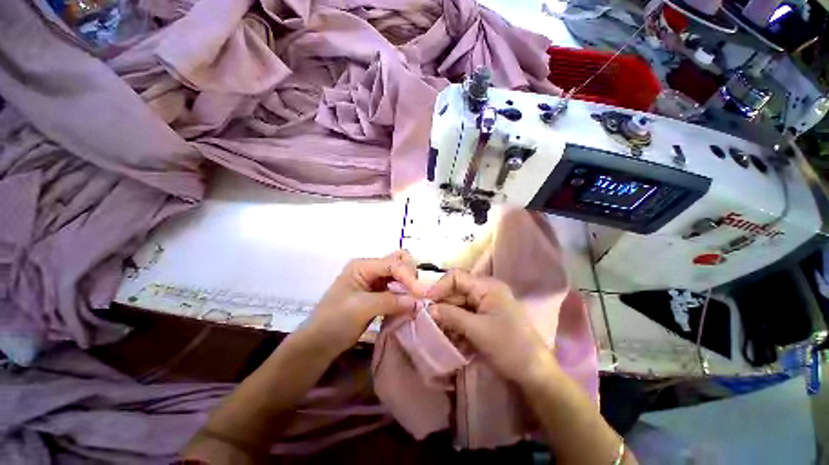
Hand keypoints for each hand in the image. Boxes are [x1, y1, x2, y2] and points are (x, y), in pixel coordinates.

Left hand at [306, 251, 423, 357]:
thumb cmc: (334, 322)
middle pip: (398, 263)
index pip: (392, 264)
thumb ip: (391, 301)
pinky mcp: (377, 293)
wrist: (319, 344)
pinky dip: (405, 294)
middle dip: (410, 276)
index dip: (408, 276)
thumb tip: (418, 302)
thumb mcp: (361, 309)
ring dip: (409, 285)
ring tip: (417, 300)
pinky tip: (409, 304)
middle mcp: (370, 269)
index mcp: (362, 266)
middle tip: (419, 294)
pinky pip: (396, 288)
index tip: (421, 293)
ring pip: (399, 275)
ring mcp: (374, 281)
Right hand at [426, 269, 556, 386]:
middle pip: (456, 292)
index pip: (457, 277)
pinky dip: (455, 326)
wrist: (535, 374)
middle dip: (441, 305)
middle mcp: (485, 292)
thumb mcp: (477, 330)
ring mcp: (485, 306)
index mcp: (487, 287)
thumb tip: (428, 309)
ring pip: (458, 306)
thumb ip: (451, 315)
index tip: (425, 302)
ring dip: (447, 318)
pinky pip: (464, 317)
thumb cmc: (509, 347)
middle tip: (426, 320)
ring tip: (436, 332)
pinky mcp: (484, 319)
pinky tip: (450, 338)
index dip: (439, 287)